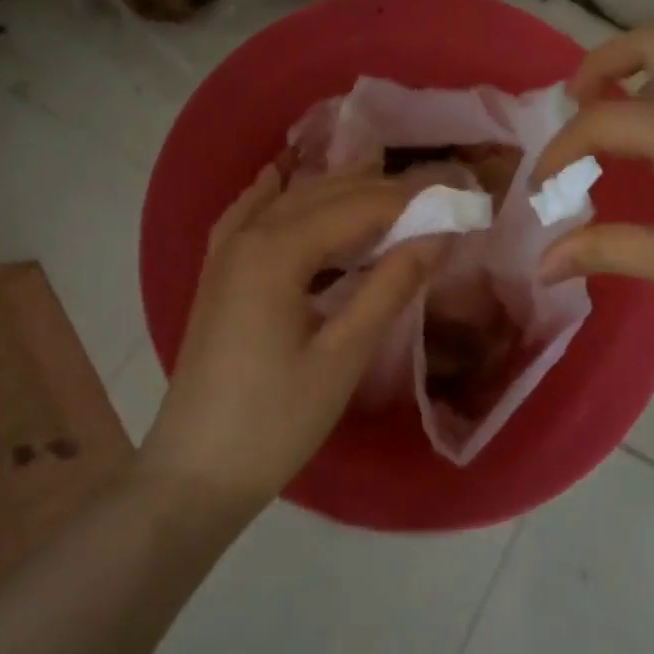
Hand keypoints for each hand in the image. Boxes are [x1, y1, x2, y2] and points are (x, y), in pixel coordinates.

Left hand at [142, 169, 445, 517]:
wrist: (195, 474)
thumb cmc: (276, 421)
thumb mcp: (343, 355)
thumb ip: (390, 286)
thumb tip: (439, 234)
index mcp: (277, 251)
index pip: (359, 207)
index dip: (411, 200)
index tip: (458, 195)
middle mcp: (248, 236)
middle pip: (324, 194)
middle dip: (382, 190)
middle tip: (436, 193)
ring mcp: (226, 254)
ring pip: (291, 201)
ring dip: (340, 191)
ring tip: (388, 188)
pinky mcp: (218, 275)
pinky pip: (249, 215)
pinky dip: (276, 195)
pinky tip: (283, 178)